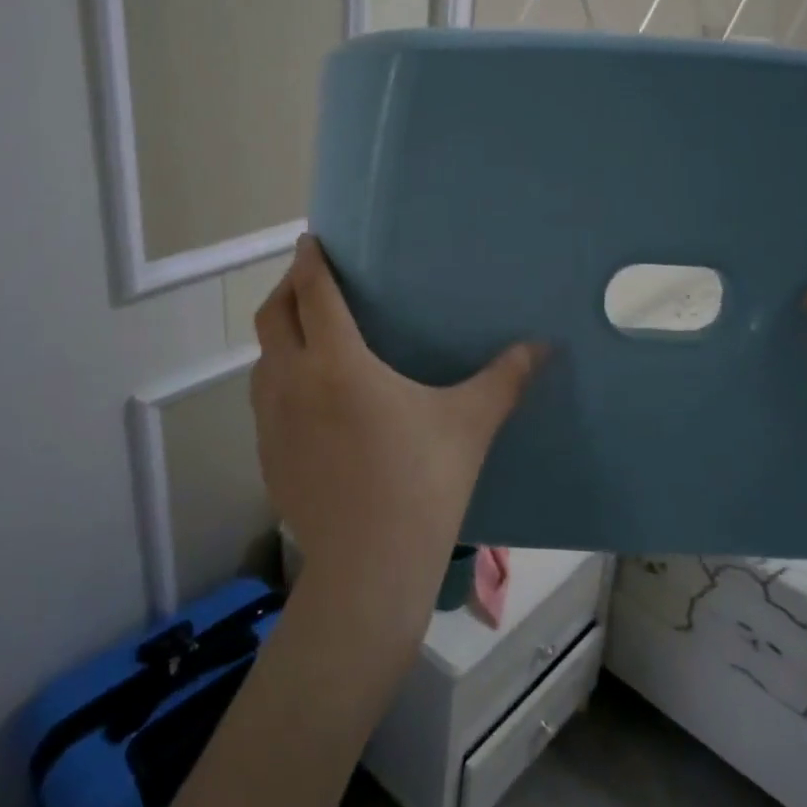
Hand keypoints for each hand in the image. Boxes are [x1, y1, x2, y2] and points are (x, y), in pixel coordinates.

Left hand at [251, 236, 544, 642]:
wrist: (368, 566)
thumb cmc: (422, 483)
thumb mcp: (469, 425)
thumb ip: (505, 378)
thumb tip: (544, 345)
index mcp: (338, 363)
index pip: (314, 294)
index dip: (310, 261)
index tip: (310, 240)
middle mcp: (294, 381)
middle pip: (274, 316)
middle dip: (287, 288)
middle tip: (309, 279)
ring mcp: (272, 421)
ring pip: (263, 358)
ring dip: (279, 333)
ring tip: (306, 333)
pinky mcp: (267, 454)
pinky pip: (264, 398)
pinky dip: (278, 377)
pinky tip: (306, 397)